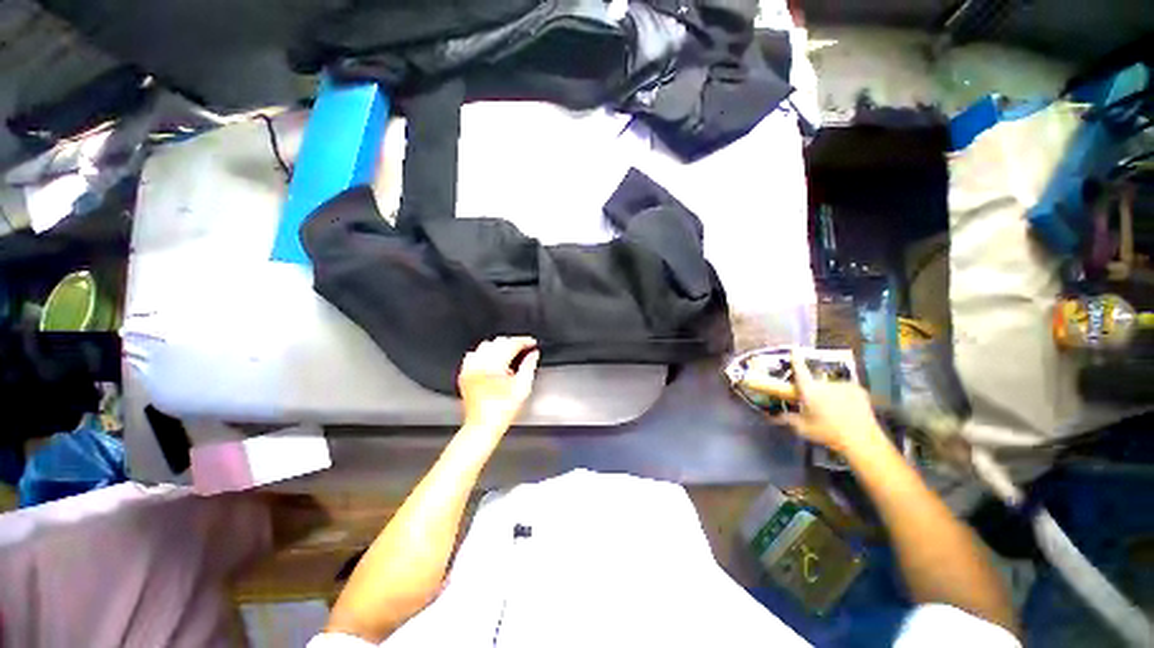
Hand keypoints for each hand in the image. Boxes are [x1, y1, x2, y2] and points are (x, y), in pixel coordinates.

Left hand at [457, 337, 539, 433]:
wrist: (483, 426)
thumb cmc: (503, 410)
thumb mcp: (522, 388)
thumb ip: (529, 366)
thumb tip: (533, 353)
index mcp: (494, 365)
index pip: (511, 344)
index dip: (524, 341)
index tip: (533, 343)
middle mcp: (479, 363)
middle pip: (498, 342)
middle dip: (513, 342)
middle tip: (525, 348)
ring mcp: (470, 367)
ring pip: (486, 345)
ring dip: (499, 346)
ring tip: (510, 353)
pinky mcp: (465, 373)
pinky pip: (474, 354)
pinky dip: (485, 353)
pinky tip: (492, 359)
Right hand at [776, 348, 884, 453]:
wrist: (862, 440)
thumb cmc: (828, 433)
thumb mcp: (804, 428)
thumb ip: (789, 419)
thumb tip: (776, 416)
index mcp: (810, 390)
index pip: (800, 370)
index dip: (796, 358)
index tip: (794, 348)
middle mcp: (825, 383)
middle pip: (816, 383)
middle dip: (815, 391)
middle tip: (818, 406)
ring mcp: (843, 385)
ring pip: (831, 387)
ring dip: (830, 394)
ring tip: (835, 411)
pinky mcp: (858, 389)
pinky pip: (846, 390)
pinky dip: (844, 396)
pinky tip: (848, 409)